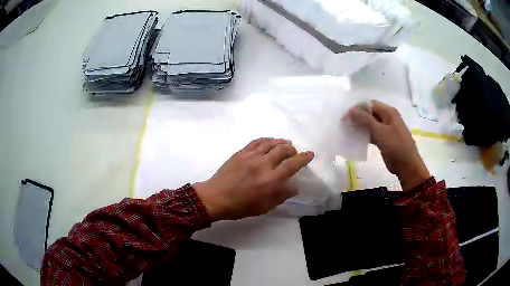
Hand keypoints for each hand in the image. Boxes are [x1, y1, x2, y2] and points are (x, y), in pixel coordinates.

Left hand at [193, 138, 314, 220]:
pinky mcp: (241, 152)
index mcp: (270, 181)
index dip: (303, 158)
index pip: (292, 165)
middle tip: (295, 152)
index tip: (309, 154)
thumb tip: (294, 186)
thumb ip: (281, 195)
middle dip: (292, 149)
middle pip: (283, 150)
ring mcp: (251, 156)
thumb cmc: (241, 206)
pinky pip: (257, 141)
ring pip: (271, 143)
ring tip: (286, 143)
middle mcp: (263, 165)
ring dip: (281, 142)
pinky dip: (266, 139)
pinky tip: (270, 141)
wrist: (216, 198)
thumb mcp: (265, 207)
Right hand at [346, 100, 429, 191]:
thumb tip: (351, 110)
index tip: (345, 116)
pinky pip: (373, 133)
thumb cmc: (396, 146)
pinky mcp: (384, 139)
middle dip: (358, 117)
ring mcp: (386, 129)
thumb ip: (365, 119)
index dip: (357, 108)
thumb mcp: (380, 132)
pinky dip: (365, 135)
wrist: (407, 166)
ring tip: (348, 130)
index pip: (370, 104)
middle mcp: (387, 118)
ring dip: (360, 126)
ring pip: (370, 124)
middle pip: (370, 113)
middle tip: (345, 123)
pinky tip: (356, 138)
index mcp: (389, 112)